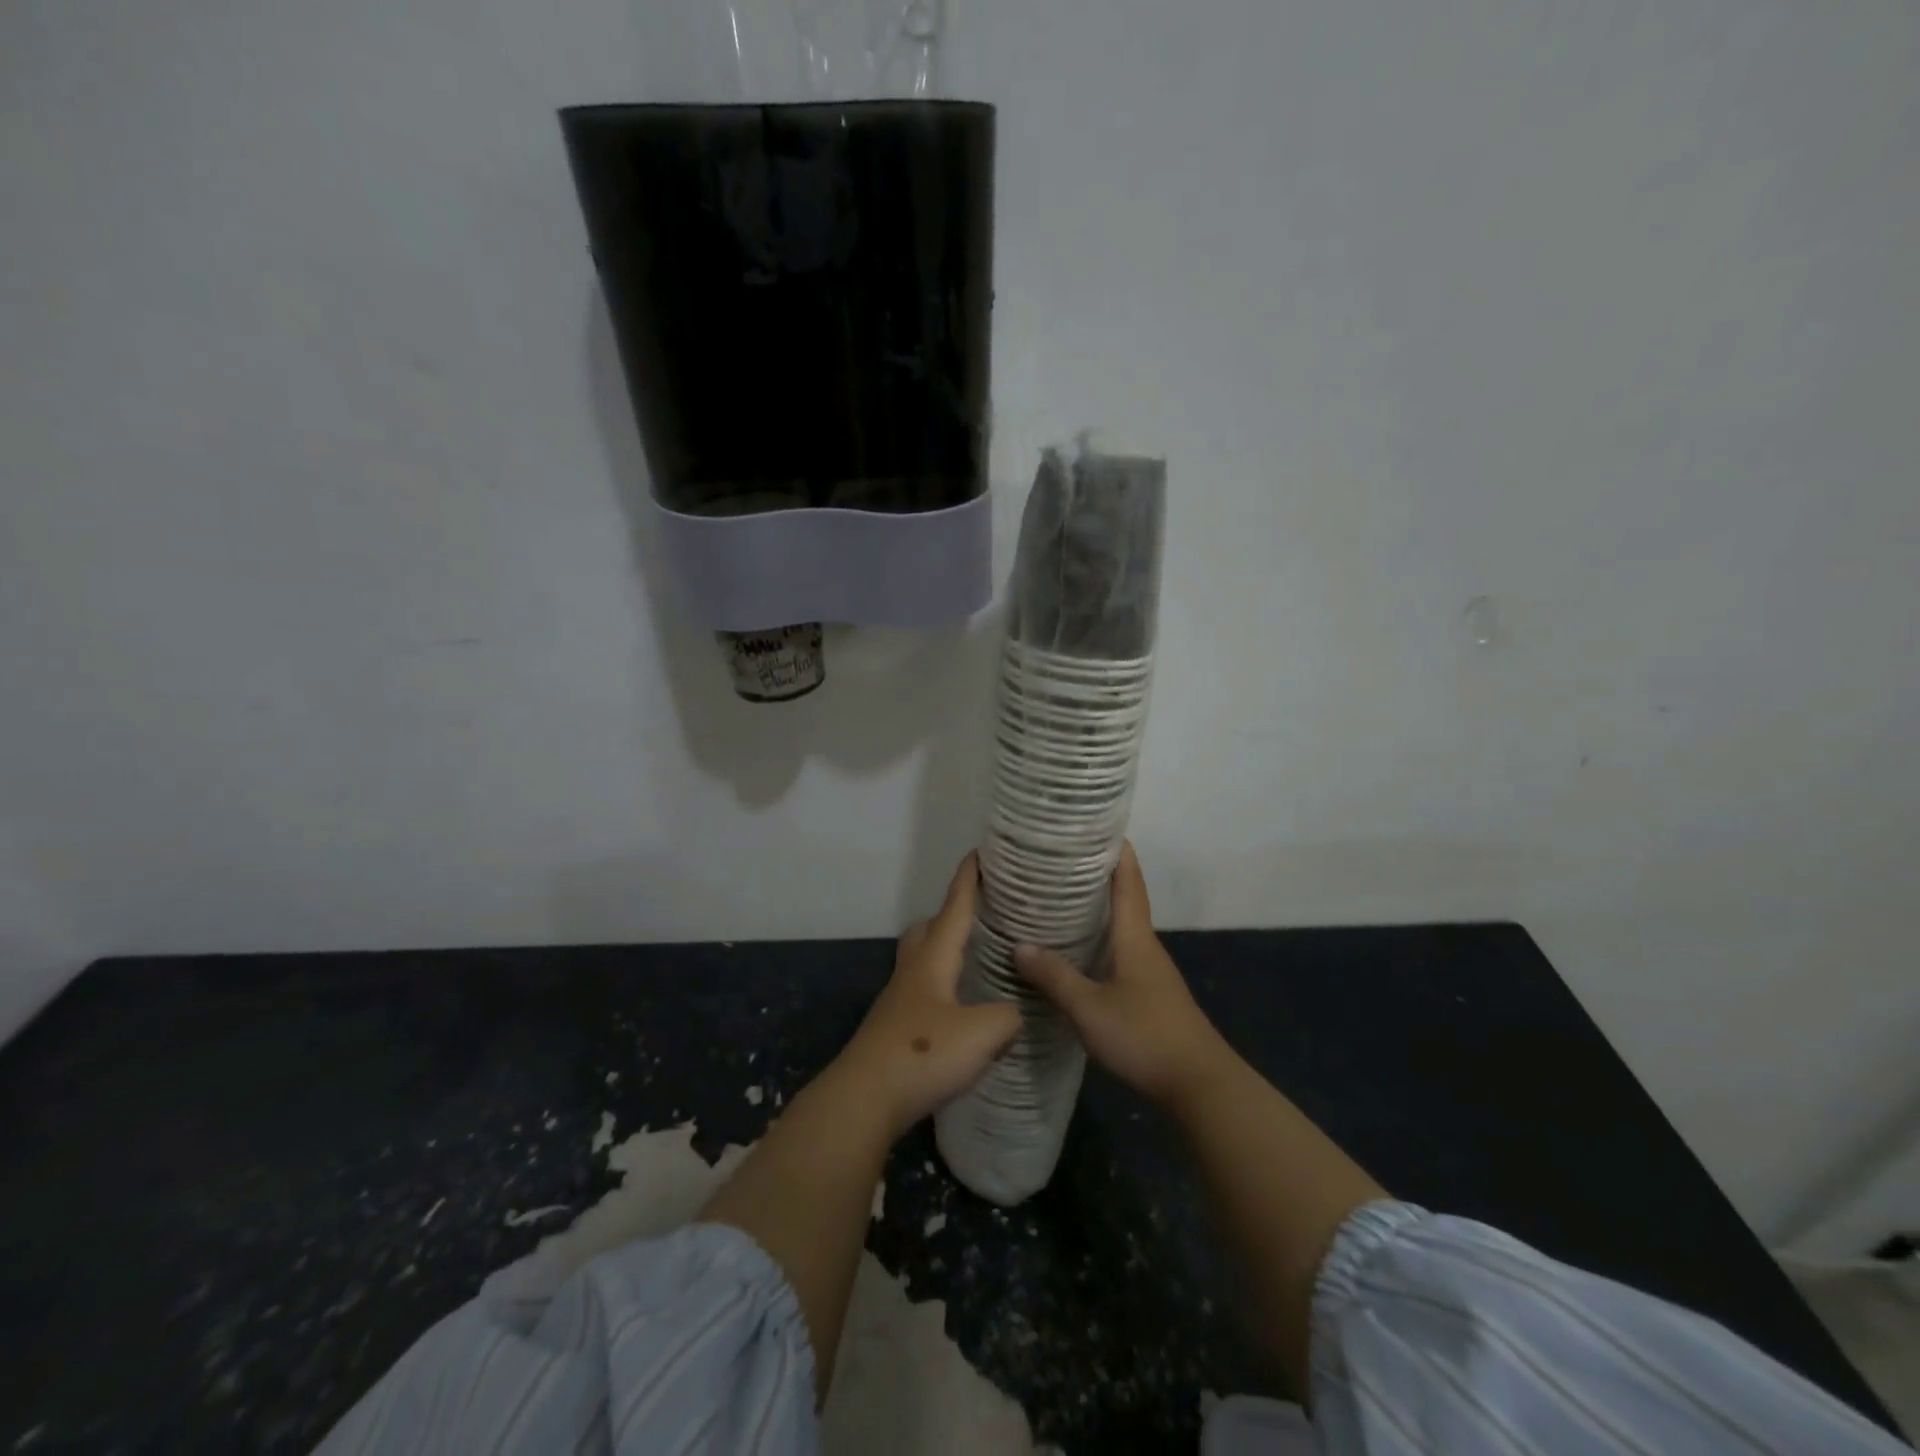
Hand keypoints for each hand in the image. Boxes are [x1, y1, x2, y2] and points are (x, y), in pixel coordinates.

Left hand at [836, 854, 1021, 1137]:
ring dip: (946, 953)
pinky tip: (961, 1011)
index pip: (954, 907)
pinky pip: (923, 993)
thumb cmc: (923, 1054)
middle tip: (982, 916)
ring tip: (976, 962)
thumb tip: (1014, 1014)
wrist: (864, 1099)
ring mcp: (899, 1001)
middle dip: (952, 915)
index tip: (979, 853)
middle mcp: (913, 972)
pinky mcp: (896, 1029)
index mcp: (933, 959)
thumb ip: (1008, 1017)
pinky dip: (944, 988)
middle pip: (929, 930)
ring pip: (923, 961)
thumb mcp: (983, 1033)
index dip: (968, 880)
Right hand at [1015, 842, 1224, 1107]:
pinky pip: (1120, 953)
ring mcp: (1150, 971)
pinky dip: (1099, 940)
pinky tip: (1076, 952)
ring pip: (1121, 928)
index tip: (1095, 826)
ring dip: (1096, 909)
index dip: (1116, 850)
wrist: (1199, 1085)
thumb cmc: (1144, 1036)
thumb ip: (1055, 977)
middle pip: (1124, 898)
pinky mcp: (1149, 994)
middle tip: (1059, 860)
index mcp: (1134, 937)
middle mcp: (1145, 946)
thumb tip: (1020, 944)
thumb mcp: (1089, 1008)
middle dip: (1096, 875)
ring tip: (1058, 900)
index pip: (1128, 880)